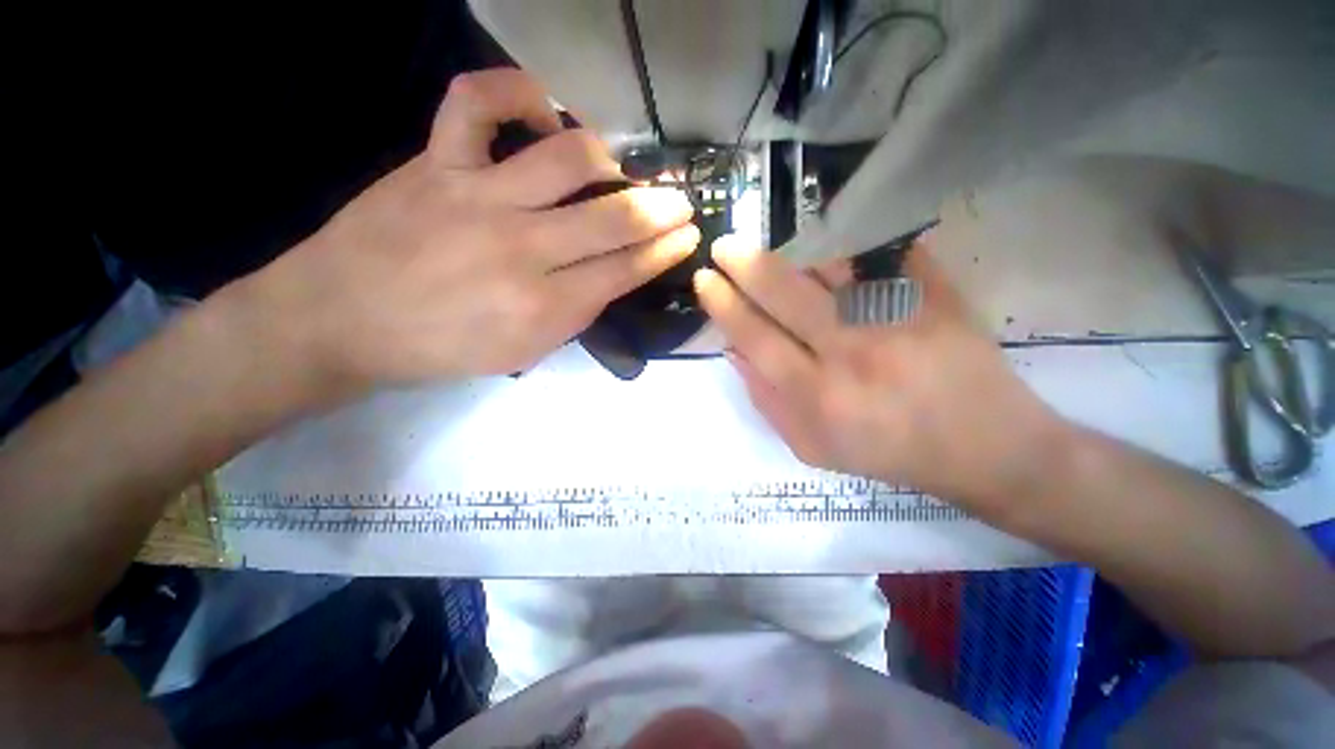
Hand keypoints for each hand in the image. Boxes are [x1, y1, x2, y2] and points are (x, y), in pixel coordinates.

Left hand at [241, 68, 697, 392]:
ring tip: (615, 169)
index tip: (689, 236)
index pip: (625, 271)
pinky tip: (542, 112)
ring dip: (609, 160)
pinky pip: (478, 102)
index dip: (665, 251)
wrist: (341, 321)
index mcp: (544, 308)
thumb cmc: (441, 349)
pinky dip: (517, 93)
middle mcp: (522, 249)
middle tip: (682, 200)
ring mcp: (478, 197)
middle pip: (614, 220)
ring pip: (567, 158)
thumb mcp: (524, 352)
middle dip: (661, 209)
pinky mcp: (436, 162)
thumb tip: (610, 274)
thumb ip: (575, 314)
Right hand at [693, 234, 1072, 515]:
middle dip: (744, 264)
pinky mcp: (934, 298)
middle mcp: (851, 353)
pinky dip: (846, 247)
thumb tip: (734, 351)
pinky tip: (826, 247)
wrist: (986, 448)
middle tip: (724, 246)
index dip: (723, 304)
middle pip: (783, 293)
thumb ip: (766, 400)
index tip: (704, 280)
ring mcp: (896, 319)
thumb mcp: (812, 446)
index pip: (754, 336)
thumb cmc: (889, 454)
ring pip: (828, 267)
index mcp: (817, 396)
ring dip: (790, 253)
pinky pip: (879, 256)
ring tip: (773, 253)